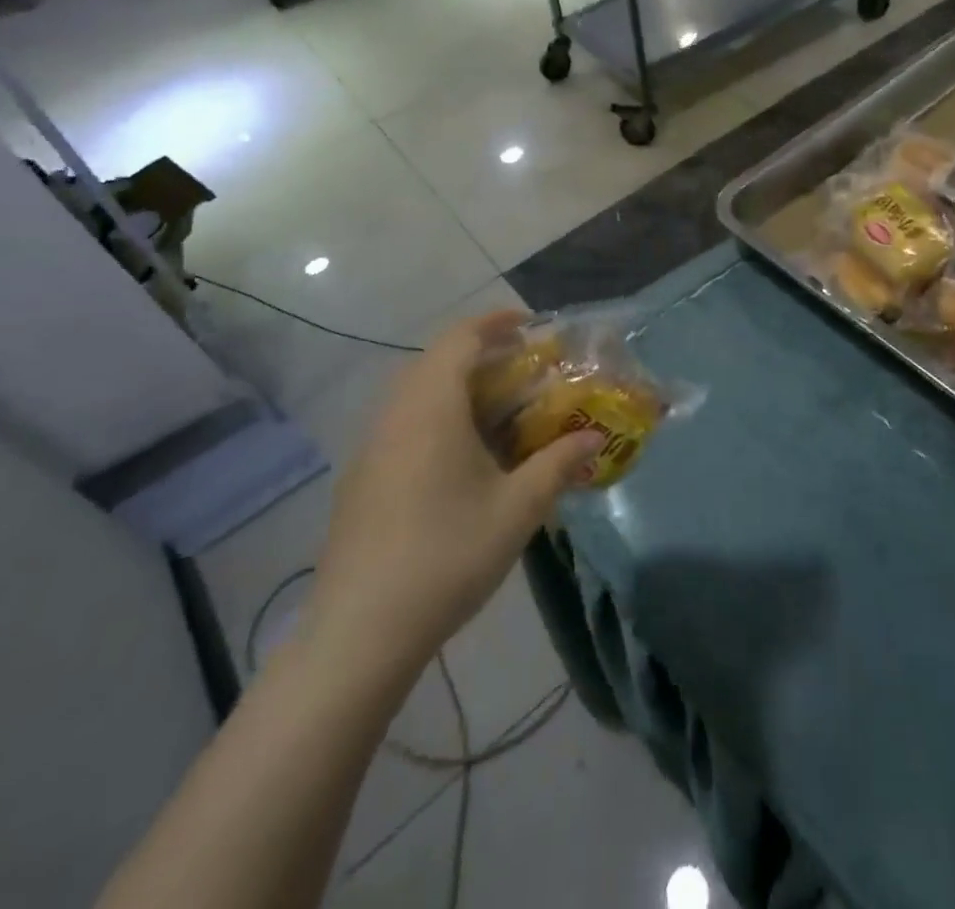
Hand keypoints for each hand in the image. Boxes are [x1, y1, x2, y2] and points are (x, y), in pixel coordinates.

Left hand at [306, 311, 602, 673]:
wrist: (360, 632)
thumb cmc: (447, 555)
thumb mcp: (518, 509)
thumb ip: (559, 464)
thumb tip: (594, 438)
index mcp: (431, 407)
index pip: (461, 338)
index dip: (495, 322)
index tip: (530, 325)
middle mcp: (396, 414)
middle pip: (437, 361)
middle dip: (482, 355)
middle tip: (523, 371)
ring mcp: (371, 447)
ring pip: (417, 394)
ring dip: (458, 388)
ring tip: (500, 412)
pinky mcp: (361, 479)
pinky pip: (403, 424)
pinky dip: (437, 417)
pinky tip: (461, 459)